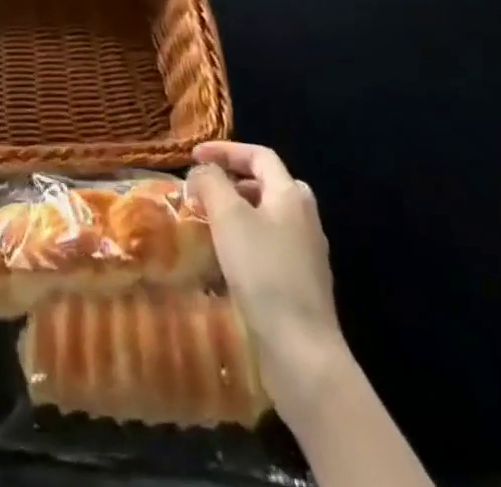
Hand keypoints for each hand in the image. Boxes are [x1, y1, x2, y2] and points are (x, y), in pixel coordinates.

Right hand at [188, 142, 349, 408]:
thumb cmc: (263, 272)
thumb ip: (211, 183)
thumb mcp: (228, 216)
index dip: (225, 150)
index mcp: (291, 194)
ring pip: (268, 216)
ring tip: (209, 222)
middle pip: (267, 183)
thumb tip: (202, 171)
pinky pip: (270, 245)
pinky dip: (246, 239)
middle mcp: (305, 217)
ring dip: (238, 211)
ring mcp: (307, 253)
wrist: (302, 351)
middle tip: (205, 189)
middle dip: (233, 180)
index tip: (194, 157)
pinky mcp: (302, 283)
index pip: (259, 155)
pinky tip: (226, 259)